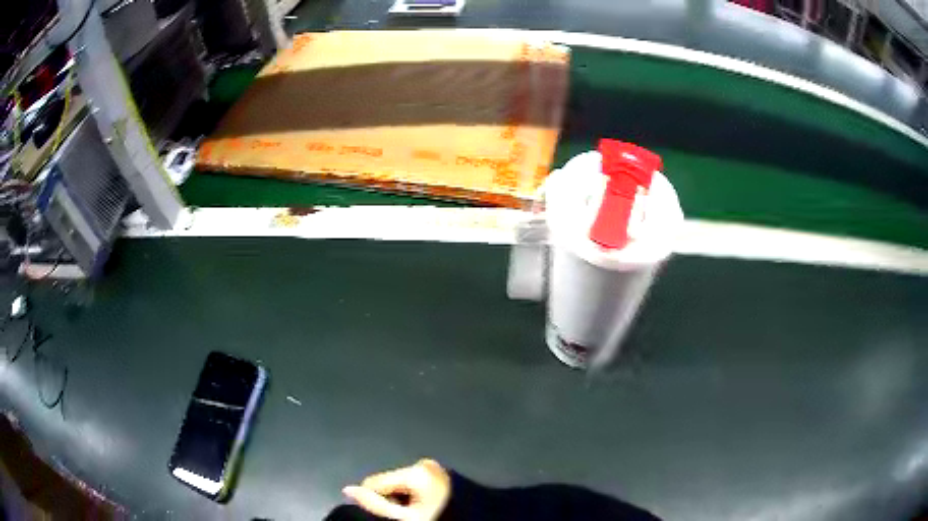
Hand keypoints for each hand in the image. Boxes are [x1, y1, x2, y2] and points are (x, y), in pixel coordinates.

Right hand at [343, 459, 451, 520]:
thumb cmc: (437, 519)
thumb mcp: (404, 518)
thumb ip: (374, 504)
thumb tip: (347, 490)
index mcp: (415, 470)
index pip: (373, 482)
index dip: (377, 502)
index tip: (393, 516)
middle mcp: (425, 463)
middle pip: (388, 482)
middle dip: (392, 499)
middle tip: (407, 516)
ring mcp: (436, 467)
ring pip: (401, 483)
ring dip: (404, 498)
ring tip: (419, 513)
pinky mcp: (442, 474)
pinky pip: (416, 484)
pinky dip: (416, 496)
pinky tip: (427, 507)